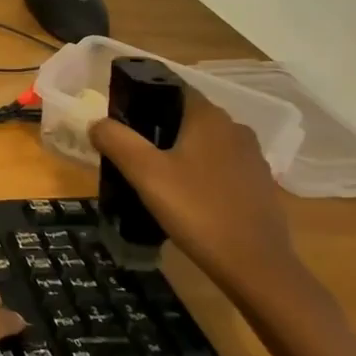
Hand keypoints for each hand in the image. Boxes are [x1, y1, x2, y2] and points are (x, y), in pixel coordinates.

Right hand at [88, 87, 308, 307]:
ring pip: (203, 142)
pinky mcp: (258, 186)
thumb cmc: (197, 210)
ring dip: (177, 151)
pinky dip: (198, 172)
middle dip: (155, 126)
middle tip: (126, 149)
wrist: (256, 267)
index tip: (117, 116)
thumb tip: (97, 123)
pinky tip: (183, 196)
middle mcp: (235, 129)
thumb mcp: (145, 173)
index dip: (141, 96)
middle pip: (185, 116)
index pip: (171, 88)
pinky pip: (219, 166)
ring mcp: (251, 158)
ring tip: (150, 174)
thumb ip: (116, 140)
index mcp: (209, 117)